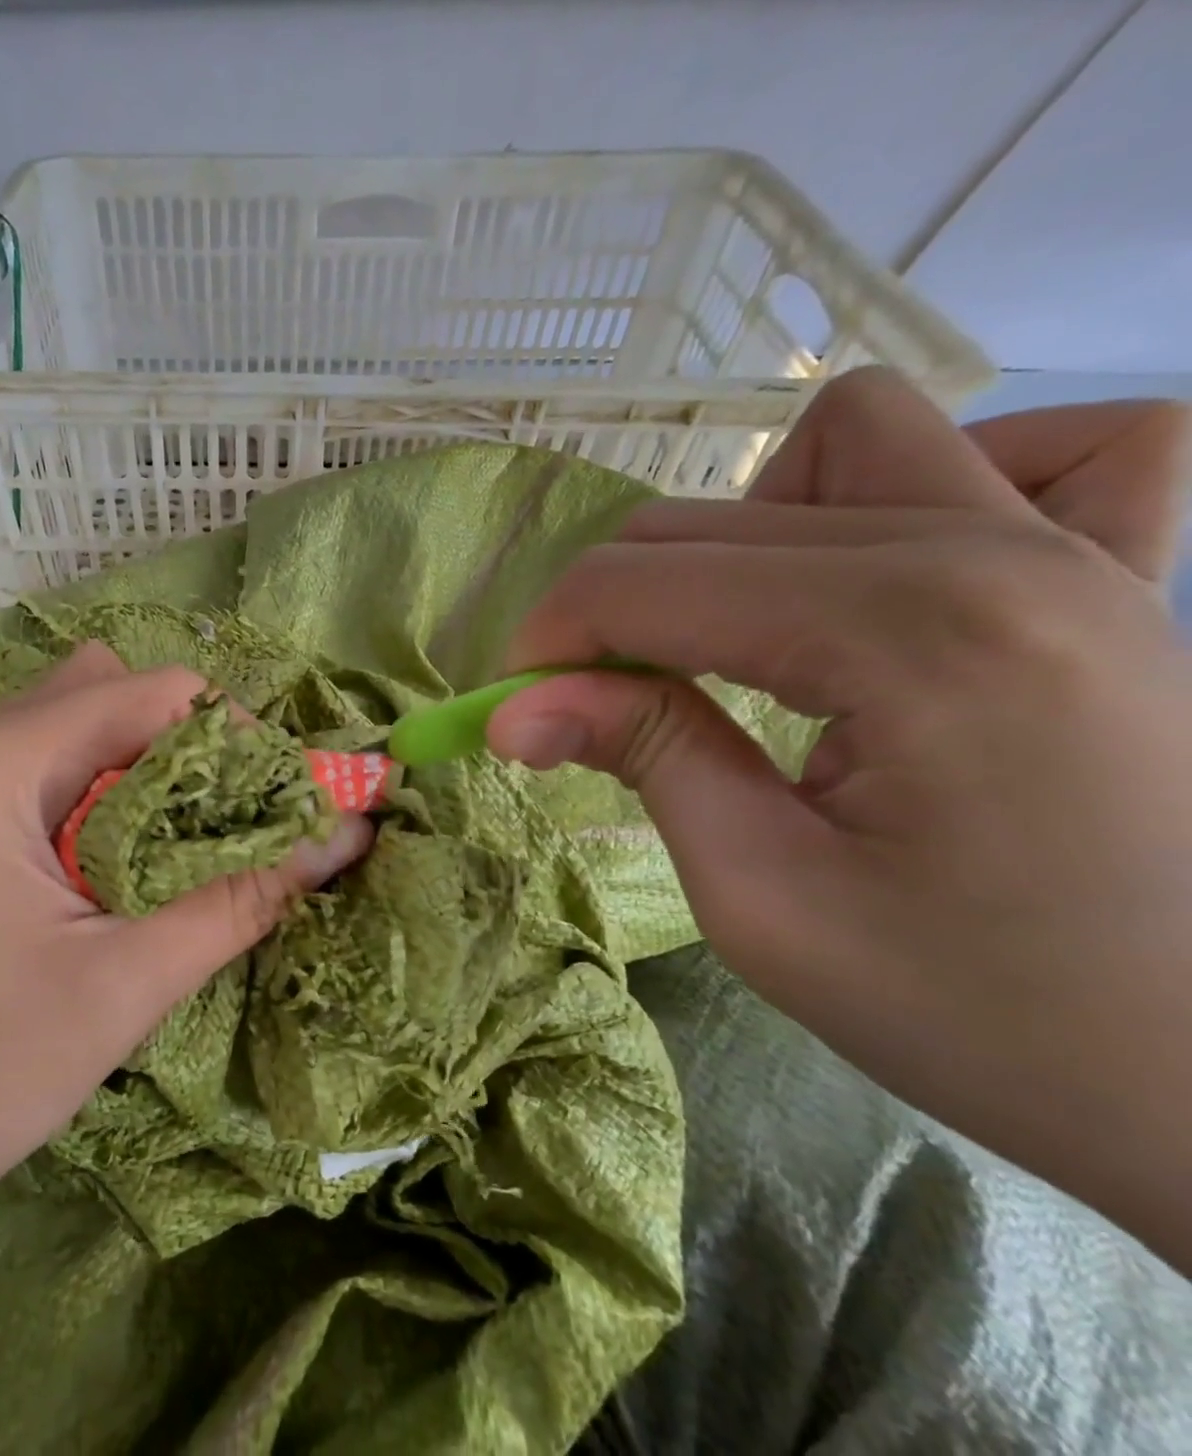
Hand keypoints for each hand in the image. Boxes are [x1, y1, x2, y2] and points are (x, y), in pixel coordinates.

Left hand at [0, 639, 372, 1234]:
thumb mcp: (124, 982)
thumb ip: (242, 899)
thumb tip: (346, 839)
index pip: (148, 690)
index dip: (233, 733)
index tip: (281, 798)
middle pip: (106, 694)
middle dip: (186, 746)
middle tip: (231, 823)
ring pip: (68, 731)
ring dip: (139, 773)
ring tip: (180, 848)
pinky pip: (35, 773)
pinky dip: (94, 797)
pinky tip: (114, 868)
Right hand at [488, 368, 1191, 1268]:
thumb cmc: (979, 1013)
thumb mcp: (762, 899)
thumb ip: (642, 758)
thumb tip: (510, 711)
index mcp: (910, 638)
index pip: (644, 581)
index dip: (546, 639)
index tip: (512, 708)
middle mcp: (997, 552)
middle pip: (708, 519)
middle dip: (610, 602)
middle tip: (591, 700)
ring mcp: (1083, 546)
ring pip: (846, 440)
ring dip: (747, 526)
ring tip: (736, 632)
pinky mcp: (1125, 571)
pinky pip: (1044, 450)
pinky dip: (930, 490)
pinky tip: (891, 577)